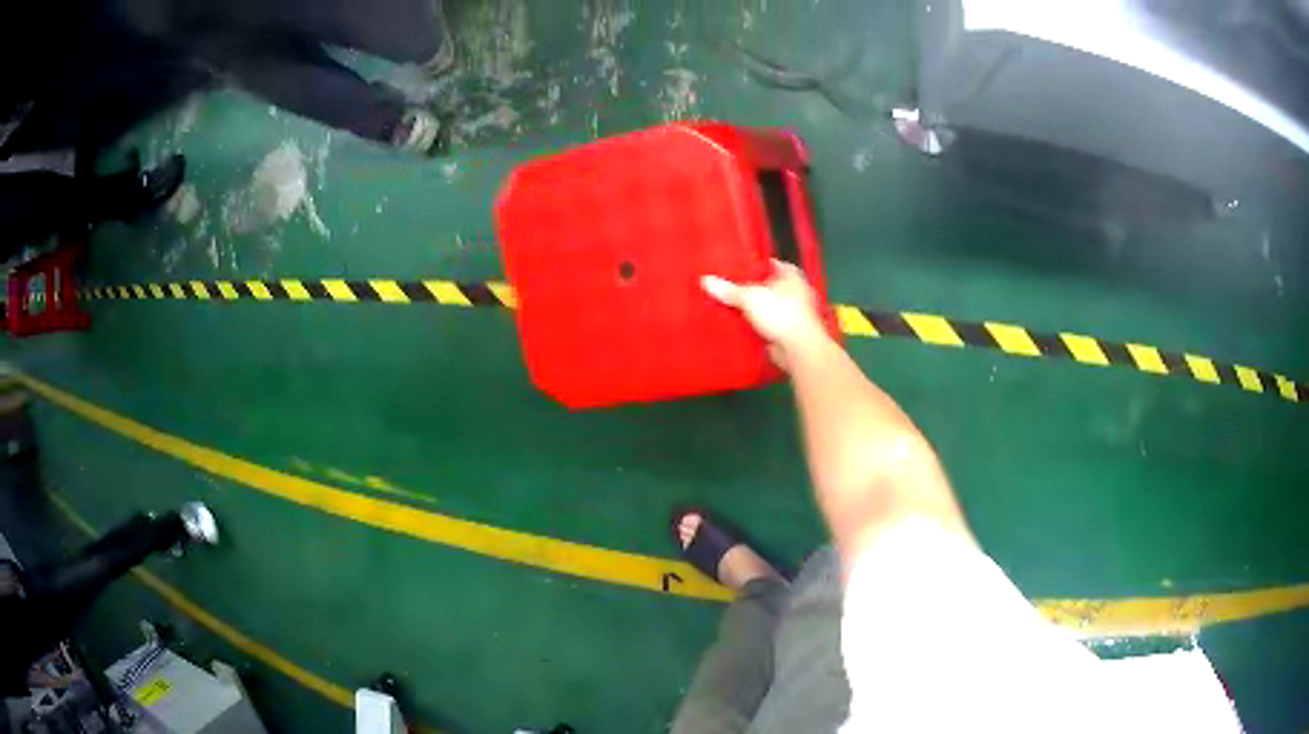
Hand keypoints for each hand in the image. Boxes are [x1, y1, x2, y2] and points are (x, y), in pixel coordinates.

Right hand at [702, 260, 826, 367]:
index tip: (735, 267)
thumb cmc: (781, 313)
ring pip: (765, 307)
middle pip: (766, 286)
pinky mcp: (785, 332)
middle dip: (749, 289)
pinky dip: (754, 326)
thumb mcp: (749, 297)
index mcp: (791, 276)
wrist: (798, 349)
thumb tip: (705, 280)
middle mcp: (794, 292)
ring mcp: (791, 314)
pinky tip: (736, 326)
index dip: (753, 264)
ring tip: (727, 306)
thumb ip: (728, 290)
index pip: (770, 263)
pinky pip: (765, 325)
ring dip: (751, 310)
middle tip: (725, 287)